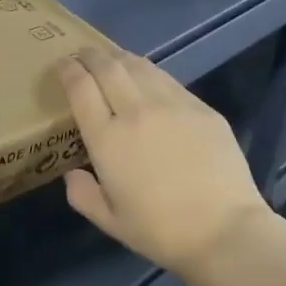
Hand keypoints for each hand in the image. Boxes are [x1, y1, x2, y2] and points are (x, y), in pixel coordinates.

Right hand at [60, 49, 277, 283]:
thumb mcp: (109, 221)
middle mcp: (136, 112)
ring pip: (140, 66)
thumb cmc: (160, 231)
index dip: (68, 70)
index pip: (81, 88)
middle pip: (108, 67)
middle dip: (91, 56)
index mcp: (107, 139)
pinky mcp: (201, 108)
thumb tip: (72, 174)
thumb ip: (83, 195)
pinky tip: (149, 78)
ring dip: (120, 58)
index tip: (62, 64)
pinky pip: (168, 80)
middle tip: (83, 54)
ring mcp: (172, 105)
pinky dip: (150, 72)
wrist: (223, 230)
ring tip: (113, 59)